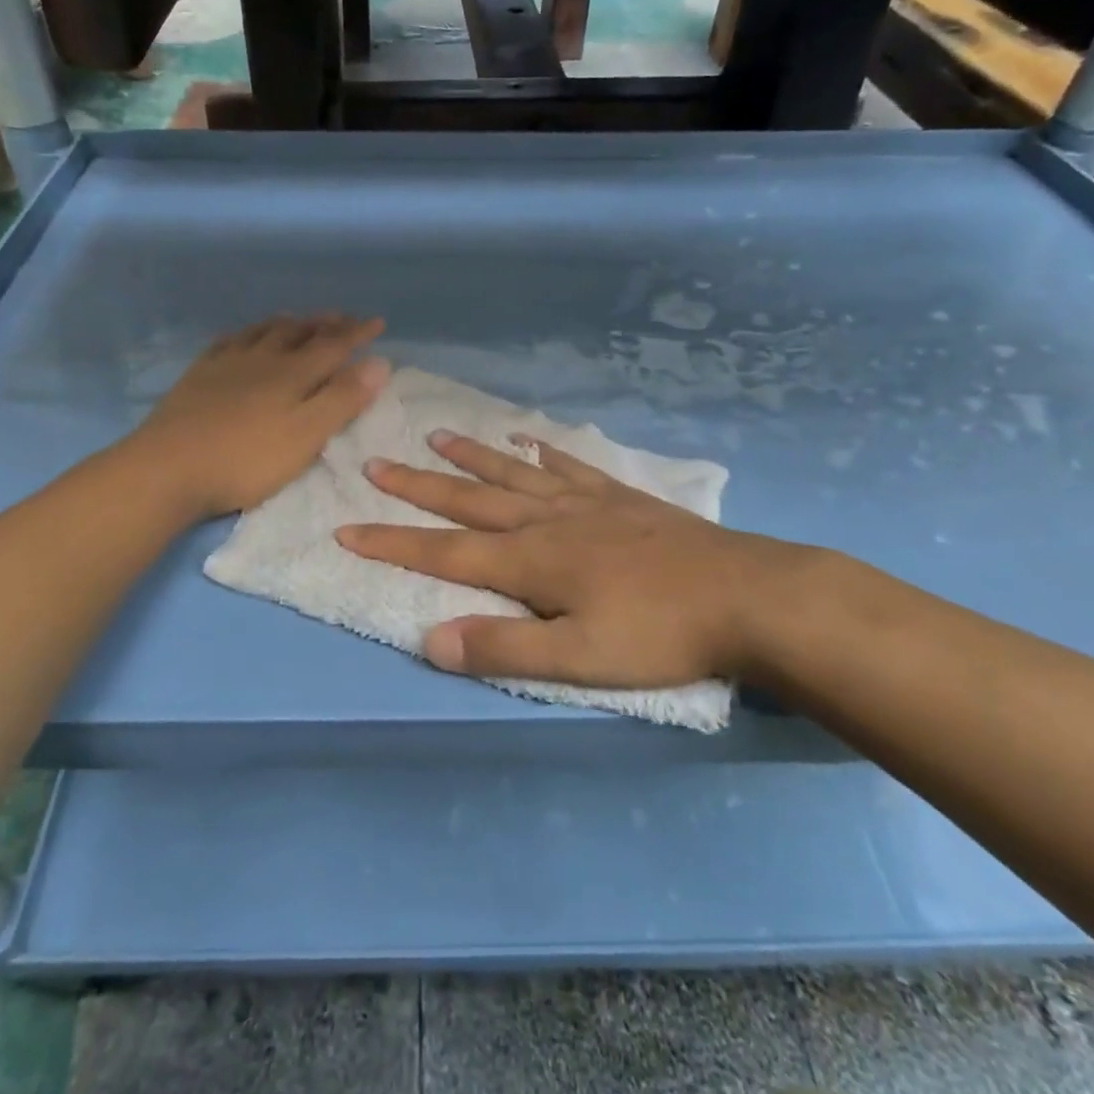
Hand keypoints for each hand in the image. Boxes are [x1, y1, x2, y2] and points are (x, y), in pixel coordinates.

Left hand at [133, 315, 388, 518]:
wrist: (168, 467)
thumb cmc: (246, 459)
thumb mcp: (306, 435)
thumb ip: (343, 399)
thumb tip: (379, 362)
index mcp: (293, 374)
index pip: (334, 346)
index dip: (358, 334)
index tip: (378, 322)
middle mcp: (262, 359)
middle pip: (299, 333)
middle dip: (325, 324)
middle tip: (342, 317)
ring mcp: (226, 365)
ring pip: (263, 332)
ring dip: (288, 323)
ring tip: (299, 318)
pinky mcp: (198, 377)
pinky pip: (227, 342)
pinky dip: (245, 333)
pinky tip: (242, 336)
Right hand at [337, 433, 840, 686]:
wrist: (747, 596)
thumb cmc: (660, 634)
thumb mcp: (580, 658)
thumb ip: (504, 647)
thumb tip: (429, 640)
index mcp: (531, 560)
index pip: (444, 552)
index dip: (391, 543)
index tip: (346, 530)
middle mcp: (547, 520)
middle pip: (469, 500)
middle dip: (417, 485)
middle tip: (375, 463)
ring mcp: (585, 502)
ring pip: (513, 473)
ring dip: (472, 456)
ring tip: (437, 435)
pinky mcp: (620, 497)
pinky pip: (569, 466)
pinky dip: (543, 453)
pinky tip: (530, 442)